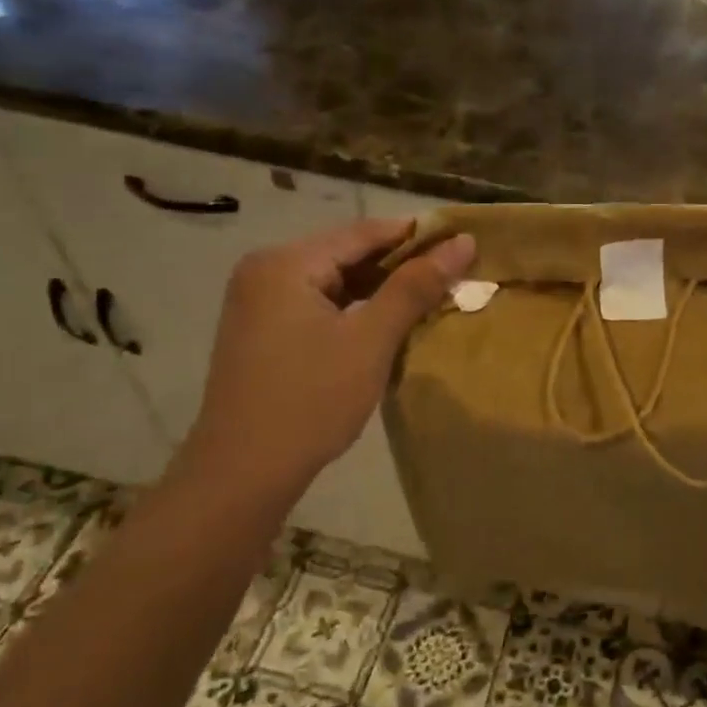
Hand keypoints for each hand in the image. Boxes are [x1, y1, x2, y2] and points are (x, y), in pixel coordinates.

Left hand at [167, 219, 474, 512]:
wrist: (242, 474)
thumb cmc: (310, 400)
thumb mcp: (371, 340)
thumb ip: (415, 286)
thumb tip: (463, 242)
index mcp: (286, 263)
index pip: (364, 232)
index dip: (417, 235)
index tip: (464, 240)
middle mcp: (266, 271)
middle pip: (347, 253)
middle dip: (400, 264)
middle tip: (454, 273)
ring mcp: (259, 302)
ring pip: (335, 281)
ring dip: (380, 288)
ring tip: (431, 296)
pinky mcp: (262, 331)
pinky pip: (320, 304)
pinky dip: (355, 309)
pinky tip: (388, 322)